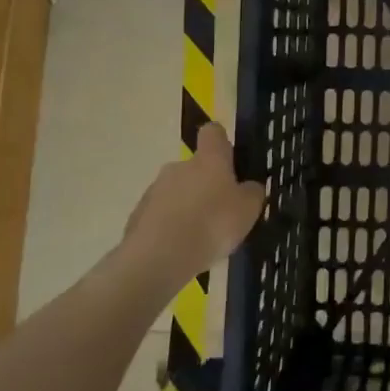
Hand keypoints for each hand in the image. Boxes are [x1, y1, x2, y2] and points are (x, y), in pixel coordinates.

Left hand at [121, 123, 266, 279]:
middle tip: (220, 211)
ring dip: (187, 206)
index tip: (230, 159)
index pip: (213, 132)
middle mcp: (179, 166)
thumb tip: (249, 186)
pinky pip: (160, 215)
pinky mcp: (137, 215)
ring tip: (199, 236)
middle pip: (195, 166)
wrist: (158, 258)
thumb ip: (252, 193)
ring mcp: (154, 190)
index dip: (221, 142)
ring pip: (176, 191)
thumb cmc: (212, 225)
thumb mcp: (248, 210)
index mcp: (208, 159)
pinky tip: (179, 249)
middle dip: (206, 183)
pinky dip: (169, 227)